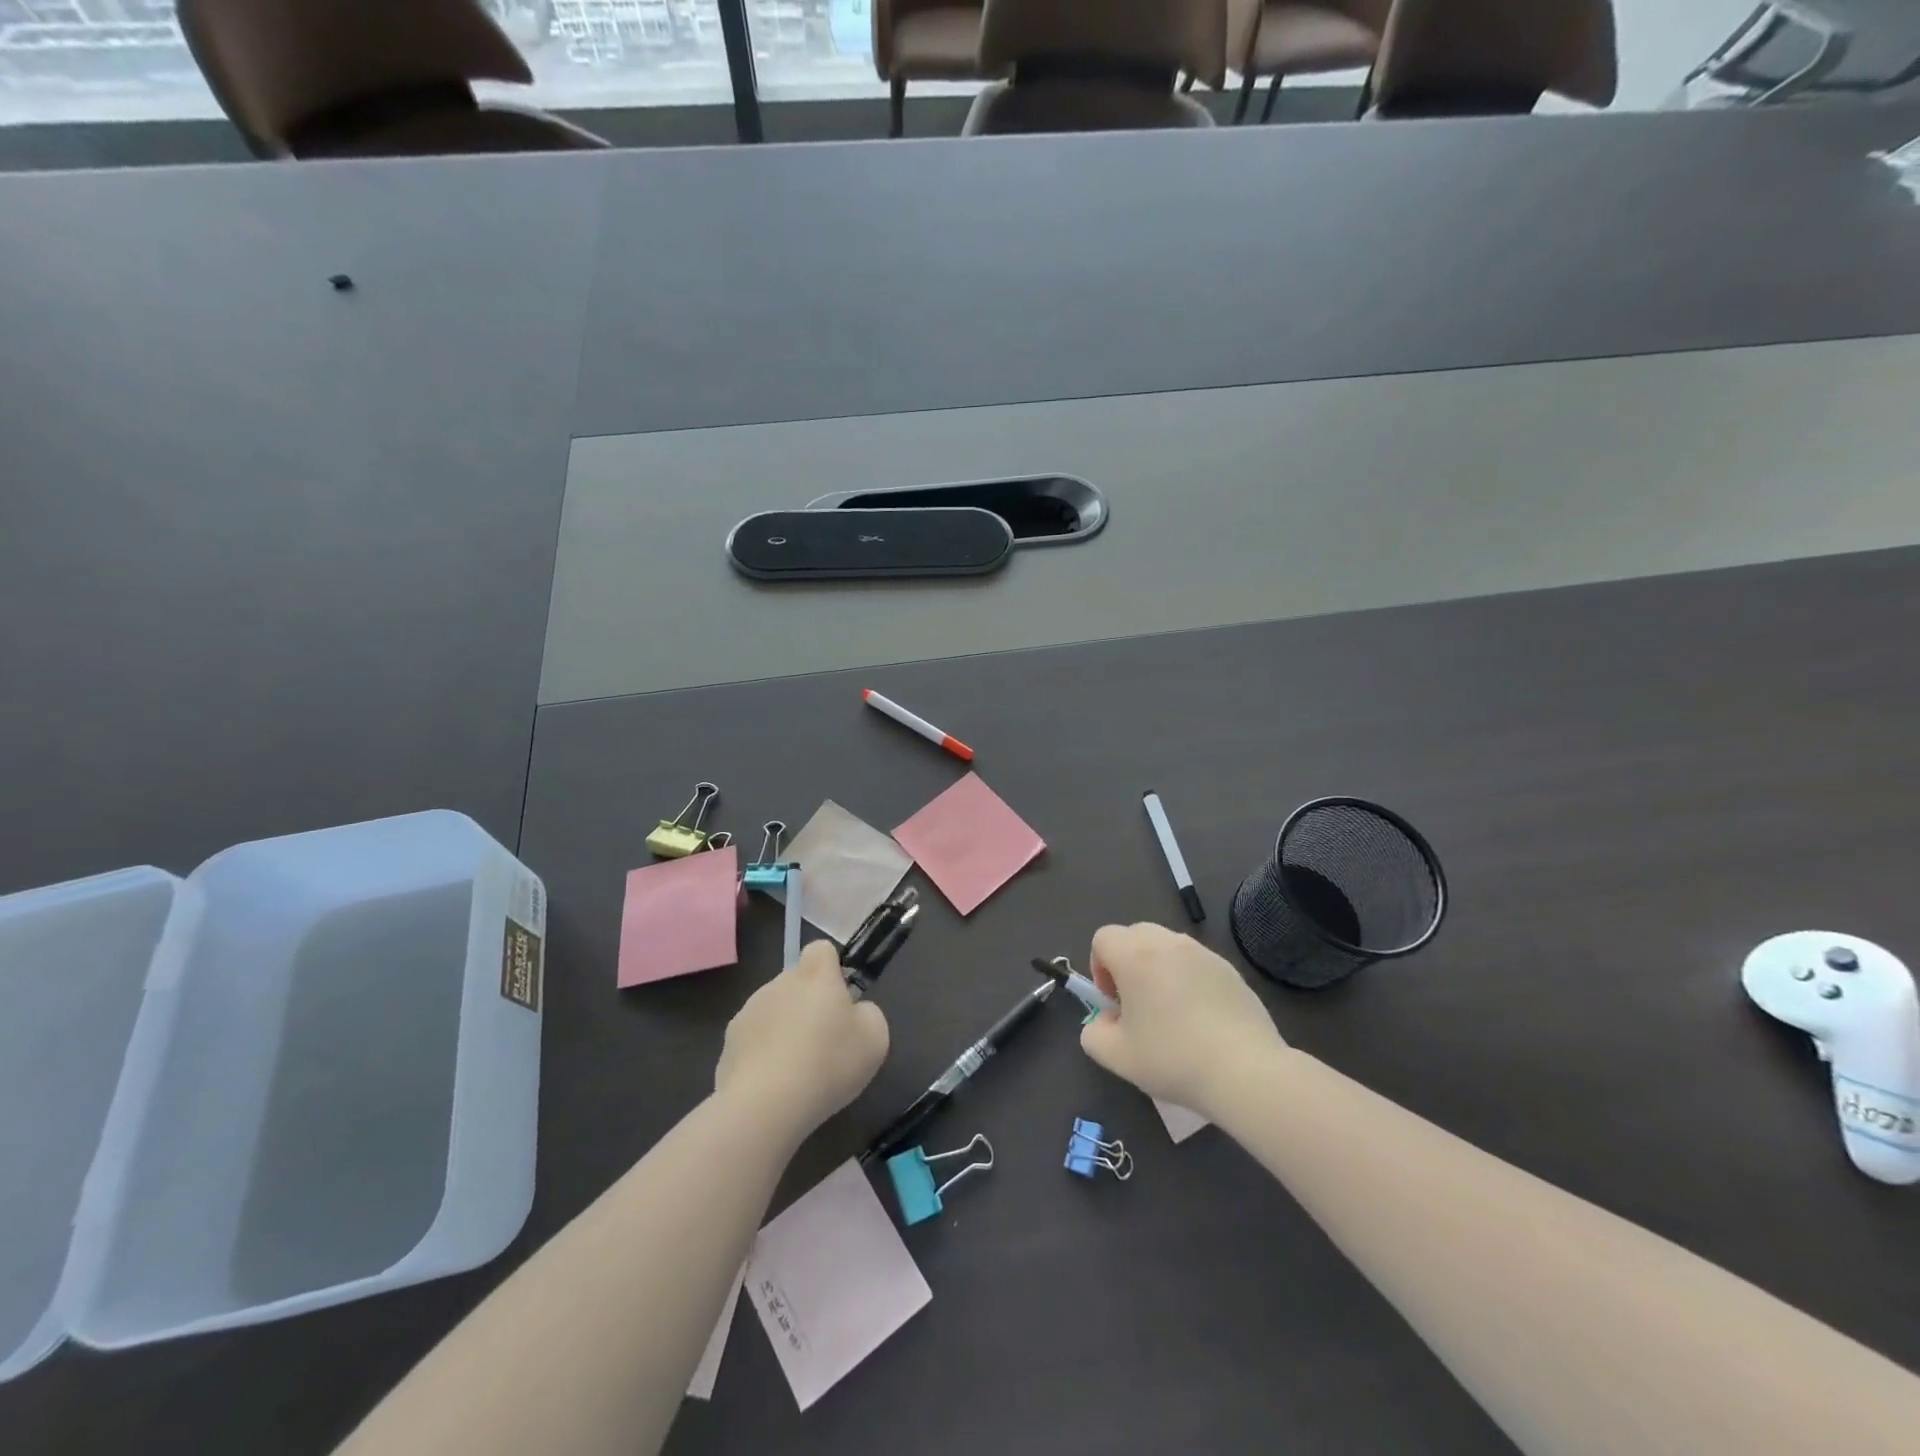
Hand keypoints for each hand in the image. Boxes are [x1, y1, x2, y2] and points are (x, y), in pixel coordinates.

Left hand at [715, 941, 889, 1141]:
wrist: (764, 1106)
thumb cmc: (828, 1063)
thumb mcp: (874, 1038)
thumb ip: (868, 1014)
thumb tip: (854, 1012)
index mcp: (815, 975)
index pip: (821, 950)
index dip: (832, 969)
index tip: (840, 1000)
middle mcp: (778, 983)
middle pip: (796, 983)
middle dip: (808, 1005)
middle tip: (824, 1043)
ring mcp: (748, 1013)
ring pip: (773, 1012)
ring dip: (784, 1031)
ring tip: (798, 1072)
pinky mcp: (728, 1046)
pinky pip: (753, 1043)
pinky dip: (764, 1058)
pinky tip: (774, 1088)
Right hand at [1079, 923, 1288, 1118]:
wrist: (1245, 1071)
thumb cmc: (1172, 1058)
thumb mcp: (1116, 1056)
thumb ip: (1094, 1033)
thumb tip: (1105, 1020)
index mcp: (1136, 955)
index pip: (1103, 938)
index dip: (1099, 967)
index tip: (1113, 1002)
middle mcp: (1168, 942)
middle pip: (1135, 935)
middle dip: (1127, 963)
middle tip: (1137, 1005)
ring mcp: (1203, 953)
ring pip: (1167, 947)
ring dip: (1159, 969)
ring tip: (1171, 1013)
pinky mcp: (1230, 969)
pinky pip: (1196, 964)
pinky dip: (1188, 980)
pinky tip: (1201, 1020)